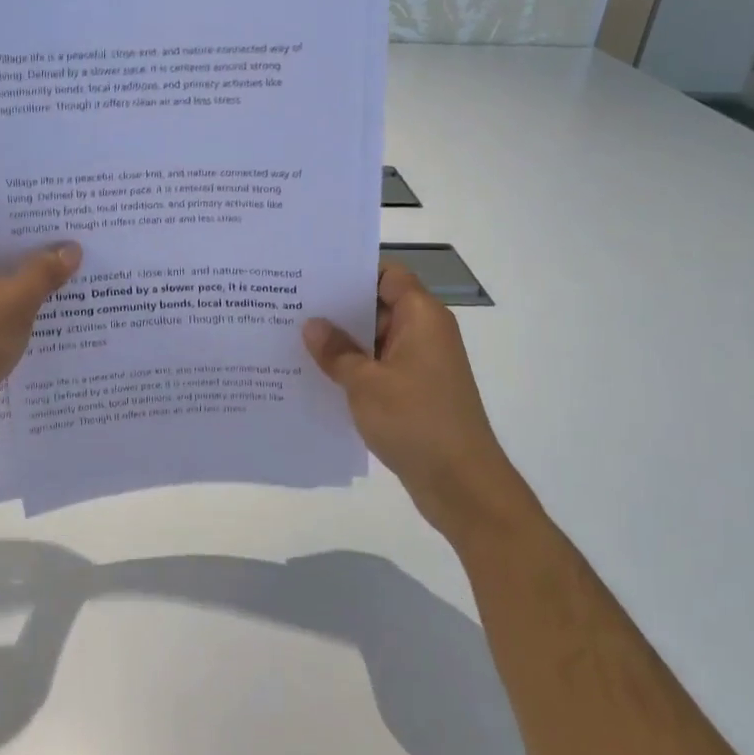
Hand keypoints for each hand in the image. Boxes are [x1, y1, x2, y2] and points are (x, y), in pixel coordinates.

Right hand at [302, 264, 533, 542]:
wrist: (462, 485)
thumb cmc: (416, 422)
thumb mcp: (365, 384)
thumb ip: (336, 351)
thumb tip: (312, 325)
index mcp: (422, 317)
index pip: (387, 274)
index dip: (353, 270)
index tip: (313, 273)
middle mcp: (425, 333)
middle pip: (379, 304)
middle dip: (338, 307)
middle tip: (291, 304)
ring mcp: (422, 364)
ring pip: (376, 339)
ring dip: (343, 341)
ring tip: (295, 338)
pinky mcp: (416, 391)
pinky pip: (380, 367)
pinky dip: (355, 367)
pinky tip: (318, 375)